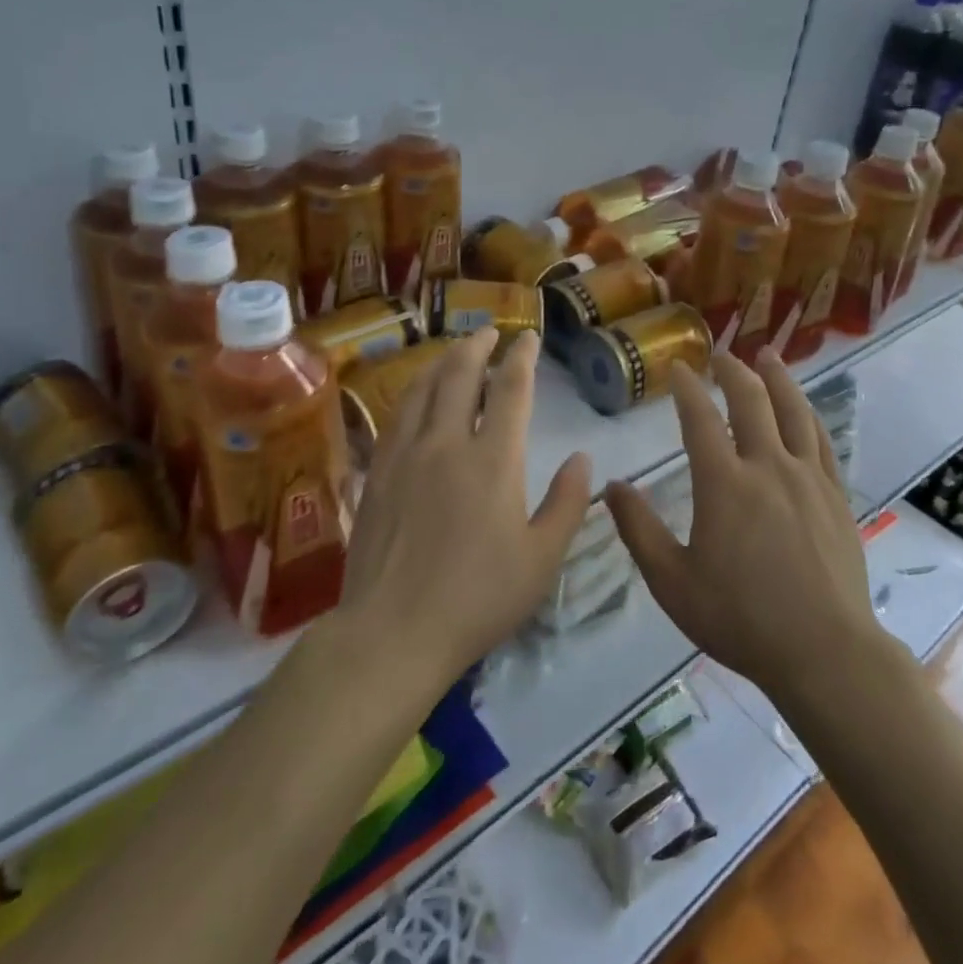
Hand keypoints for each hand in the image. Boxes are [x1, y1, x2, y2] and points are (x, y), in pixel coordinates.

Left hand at [339, 327, 590, 687]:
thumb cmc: (478, 599)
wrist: (393, 631)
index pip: (510, 390)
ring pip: (423, 389)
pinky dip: (412, 392)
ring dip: (442, 361)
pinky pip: (396, 416)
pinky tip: (415, 395)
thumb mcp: (542, 559)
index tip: (528, 338)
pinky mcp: (378, 473)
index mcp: (494, 460)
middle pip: (460, 375)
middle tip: (488, 332)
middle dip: (477, 347)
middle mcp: (447, 444)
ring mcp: (406, 455)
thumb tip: (584, 458)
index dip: (522, 358)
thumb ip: (568, 503)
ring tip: (454, 350)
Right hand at [603, 349, 876, 694]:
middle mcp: (768, 467)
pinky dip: (808, 415)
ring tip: (768, 356)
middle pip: (751, 402)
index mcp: (724, 484)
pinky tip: (804, 409)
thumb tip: (611, 486)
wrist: (824, 651)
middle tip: (721, 355)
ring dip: (778, 379)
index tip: (679, 368)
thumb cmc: (741, 618)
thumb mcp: (672, 582)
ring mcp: (807, 479)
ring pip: (793, 411)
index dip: (687, 389)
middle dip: (733, 372)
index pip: (700, 419)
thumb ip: (639, 531)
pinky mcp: (836, 496)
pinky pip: (821, 441)